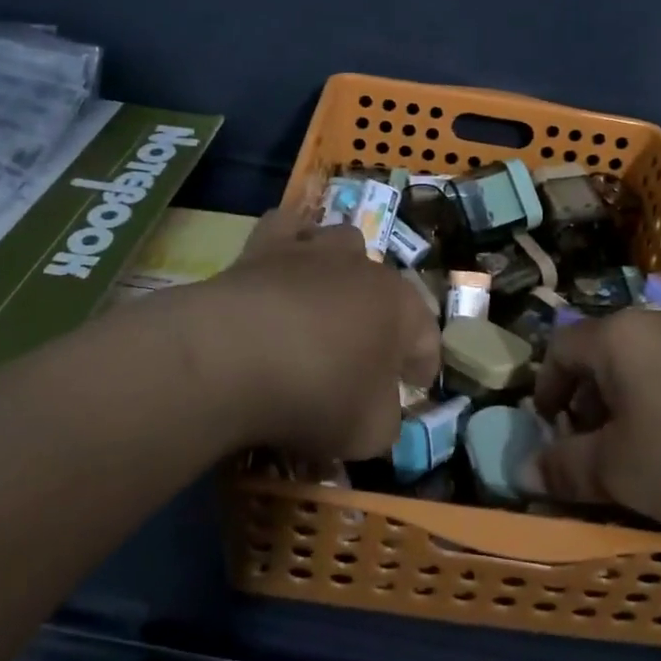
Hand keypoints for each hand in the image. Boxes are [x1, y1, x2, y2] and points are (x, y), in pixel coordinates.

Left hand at [171, 208, 439, 460]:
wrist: (233, 356)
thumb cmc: (317, 395)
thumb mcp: (369, 434)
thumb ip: (386, 420)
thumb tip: (378, 410)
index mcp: (401, 308)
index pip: (427, 337)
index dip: (423, 365)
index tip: (414, 387)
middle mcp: (365, 268)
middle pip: (386, 288)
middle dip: (382, 319)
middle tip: (364, 356)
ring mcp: (315, 250)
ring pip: (343, 243)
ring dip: (342, 270)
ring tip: (325, 302)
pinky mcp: (265, 245)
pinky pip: (286, 227)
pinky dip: (289, 241)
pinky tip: (281, 266)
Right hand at [531, 310, 660, 550]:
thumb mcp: (618, 472)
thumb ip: (565, 469)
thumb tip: (524, 471)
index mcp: (619, 336)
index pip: (560, 348)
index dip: (546, 389)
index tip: (550, 430)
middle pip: (606, 354)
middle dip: (590, 402)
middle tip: (595, 449)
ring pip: (650, 366)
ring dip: (633, 406)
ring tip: (646, 455)